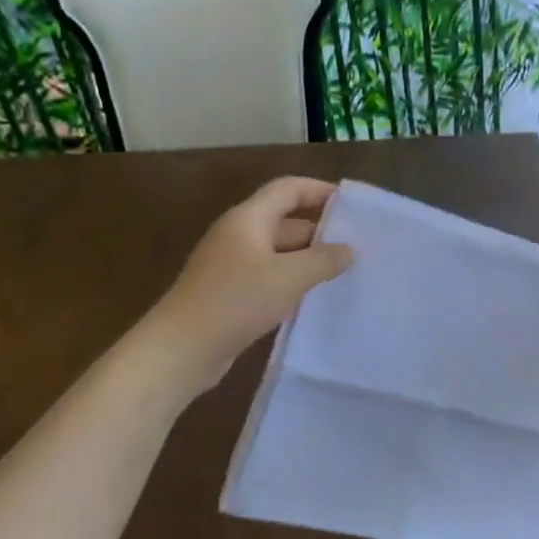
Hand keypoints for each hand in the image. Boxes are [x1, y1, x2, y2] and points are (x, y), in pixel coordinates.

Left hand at [147, 176, 353, 391]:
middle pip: (284, 221)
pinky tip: (313, 297)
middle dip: (319, 230)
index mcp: (248, 219)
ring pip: (278, 252)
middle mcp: (238, 235)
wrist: (182, 348)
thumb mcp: (288, 278)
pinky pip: (268, 276)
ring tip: (343, 272)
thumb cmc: (236, 301)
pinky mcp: (229, 292)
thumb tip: (348, 250)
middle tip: (357, 245)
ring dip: (307, 259)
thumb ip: (322, 261)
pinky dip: (291, 281)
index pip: (288, 190)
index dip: (319, 190)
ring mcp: (231, 264)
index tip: (350, 203)